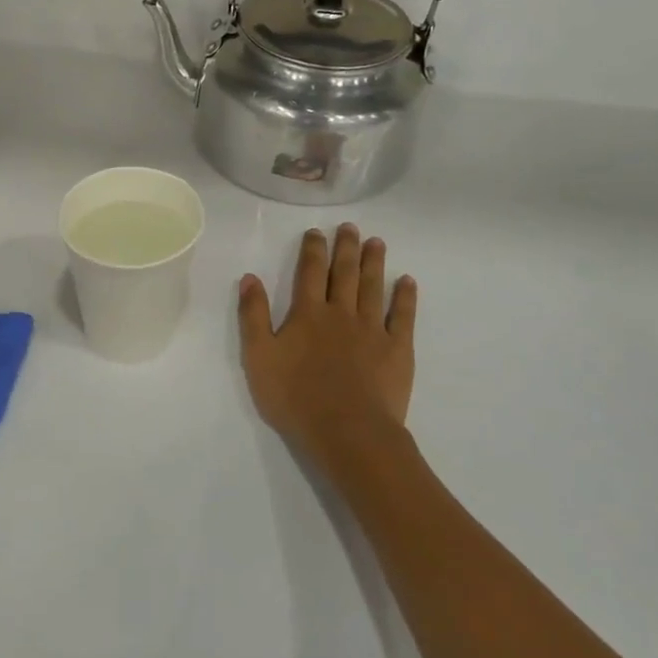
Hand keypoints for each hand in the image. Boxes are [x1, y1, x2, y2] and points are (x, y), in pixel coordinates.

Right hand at [239, 223, 416, 463]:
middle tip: (351, 227)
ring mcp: (373, 330)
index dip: (313, 249)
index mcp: (308, 314)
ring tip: (377, 242)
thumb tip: (250, 277)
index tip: (316, 232)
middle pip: (345, 273)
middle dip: (346, 248)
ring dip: (374, 263)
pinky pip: (403, 316)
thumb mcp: (259, 357)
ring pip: (374, 288)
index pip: (310, 272)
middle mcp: (342, 313)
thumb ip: (254, 315)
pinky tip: (407, 282)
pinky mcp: (398, 349)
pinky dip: (405, 297)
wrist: (347, 430)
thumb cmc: (295, 397)